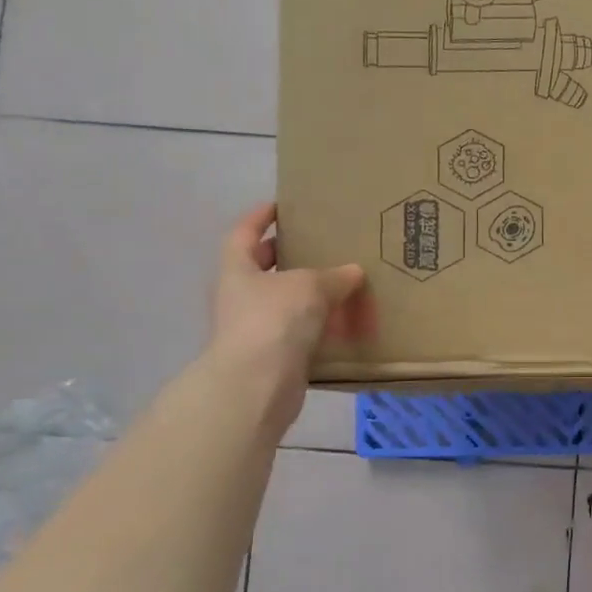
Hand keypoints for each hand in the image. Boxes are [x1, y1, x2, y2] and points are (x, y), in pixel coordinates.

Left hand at [207, 203, 369, 413]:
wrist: (258, 384)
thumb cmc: (275, 321)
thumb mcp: (310, 286)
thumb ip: (333, 276)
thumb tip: (353, 272)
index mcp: (237, 270)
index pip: (244, 233)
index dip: (260, 217)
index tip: (280, 206)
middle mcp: (239, 296)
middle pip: (261, 268)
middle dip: (286, 257)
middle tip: (317, 246)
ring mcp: (253, 328)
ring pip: (282, 302)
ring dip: (306, 294)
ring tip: (340, 285)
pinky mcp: (271, 355)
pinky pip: (296, 331)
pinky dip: (317, 326)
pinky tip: (342, 323)